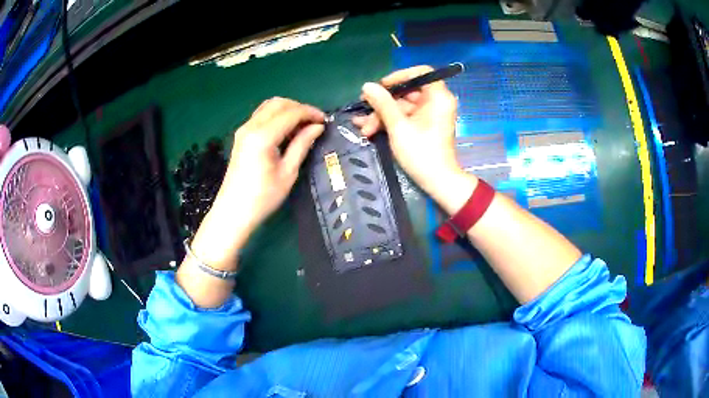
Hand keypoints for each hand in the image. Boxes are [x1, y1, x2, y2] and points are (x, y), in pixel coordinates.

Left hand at [191, 98, 324, 269]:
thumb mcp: (288, 172)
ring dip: (287, 110)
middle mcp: (251, 126)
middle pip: (278, 103)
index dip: (310, 113)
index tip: (325, 121)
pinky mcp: (241, 136)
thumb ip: (302, 144)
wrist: (233, 211)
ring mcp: (243, 129)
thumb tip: (317, 127)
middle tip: (314, 123)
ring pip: (268, 107)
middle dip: (299, 108)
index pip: (291, 112)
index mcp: (263, 136)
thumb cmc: (263, 197)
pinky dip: (276, 116)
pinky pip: (261, 116)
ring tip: (302, 126)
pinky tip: (286, 131)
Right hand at [352, 66, 475, 213]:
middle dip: (383, 103)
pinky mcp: (424, 125)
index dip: (399, 76)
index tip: (381, 86)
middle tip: (364, 109)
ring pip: (402, 106)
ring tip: (363, 127)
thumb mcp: (398, 126)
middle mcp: (436, 102)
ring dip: (381, 115)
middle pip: (407, 91)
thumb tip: (367, 86)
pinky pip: (405, 117)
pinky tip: (369, 129)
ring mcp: (430, 114)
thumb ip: (382, 103)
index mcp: (438, 97)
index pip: (420, 72)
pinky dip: (389, 122)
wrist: (437, 182)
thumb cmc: (421, 152)